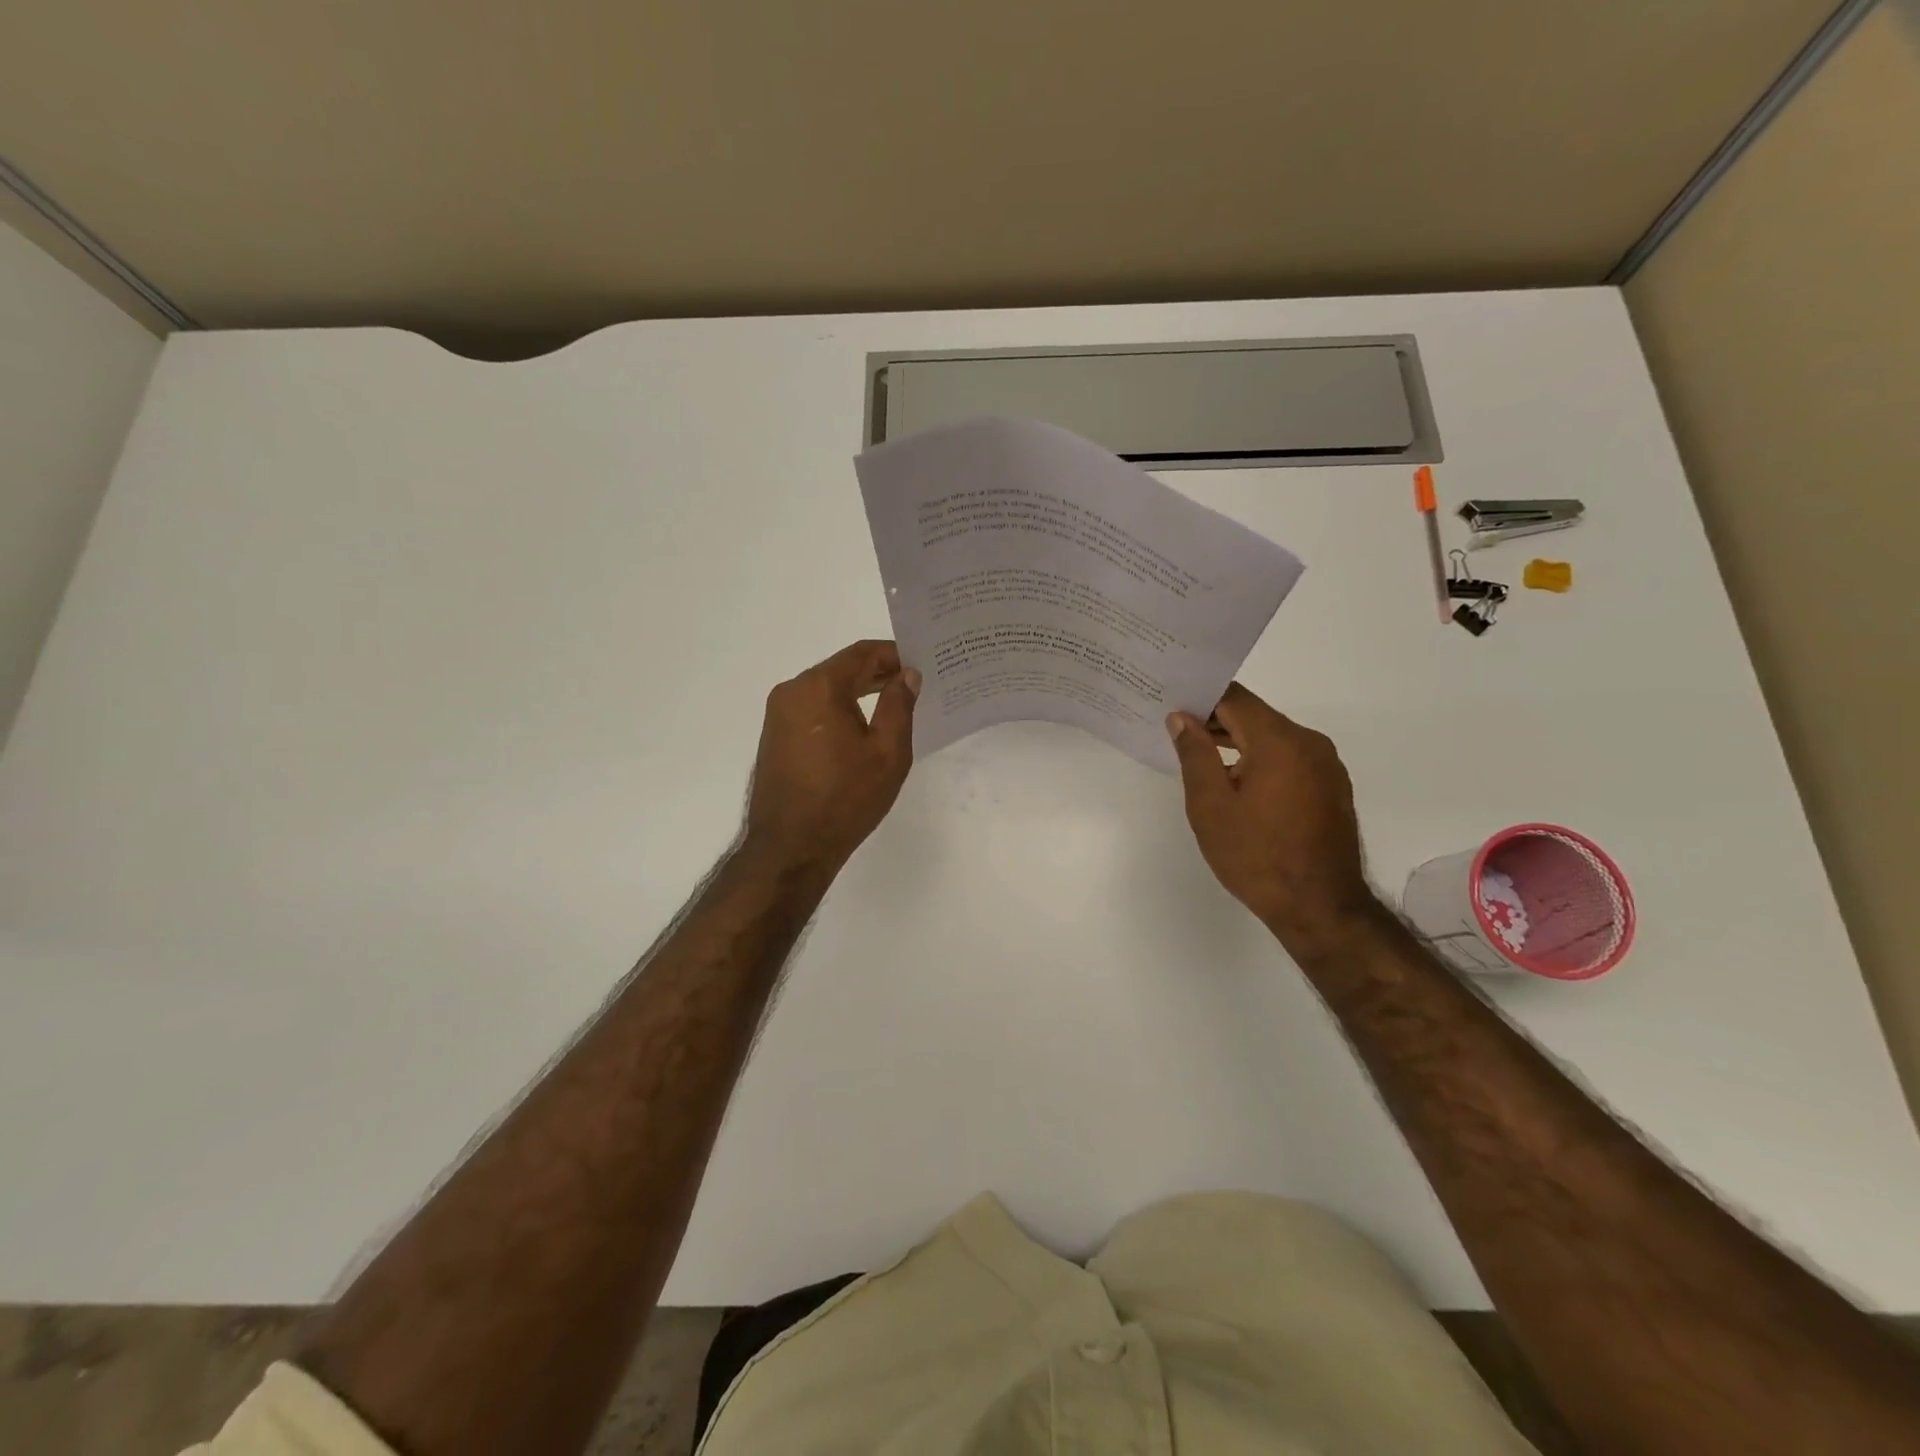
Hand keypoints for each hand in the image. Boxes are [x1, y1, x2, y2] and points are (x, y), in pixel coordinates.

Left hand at [743, 640, 919, 876]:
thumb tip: (907, 675)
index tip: (920, 662)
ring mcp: (778, 715)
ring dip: (858, 692)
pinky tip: (861, 728)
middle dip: (878, 673)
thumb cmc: (845, 799)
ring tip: (893, 705)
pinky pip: (812, 710)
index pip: (862, 653)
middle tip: (914, 683)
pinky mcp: (775, 736)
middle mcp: (792, 691)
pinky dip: (839, 710)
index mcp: (819, 687)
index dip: (894, 653)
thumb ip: (900, 706)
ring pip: (826, 690)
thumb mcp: (887, 753)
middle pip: (841, 669)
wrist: (790, 848)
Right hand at [1167, 683, 1377, 960]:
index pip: (1234, 698)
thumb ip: (1194, 754)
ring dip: (1239, 743)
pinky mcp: (1332, 787)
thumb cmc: (1256, 856)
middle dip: (1217, 721)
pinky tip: (1239, 785)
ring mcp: (1326, 765)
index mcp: (1279, 741)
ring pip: (1273, 738)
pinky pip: (1290, 759)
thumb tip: (1182, 718)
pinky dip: (1262, 761)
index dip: (1200, 698)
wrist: (1320, 907)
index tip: (1171, 706)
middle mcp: (1309, 743)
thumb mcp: (1210, 805)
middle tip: (1177, 734)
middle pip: (1255, 716)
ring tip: (1203, 762)